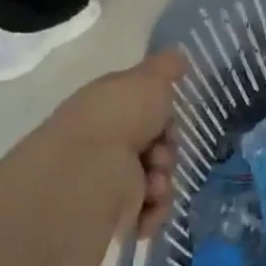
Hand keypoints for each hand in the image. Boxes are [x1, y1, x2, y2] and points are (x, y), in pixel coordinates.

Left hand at [40, 48, 187, 236]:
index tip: (168, 118)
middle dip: (167, 151)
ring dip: (163, 180)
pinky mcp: (111, 211)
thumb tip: (178, 54)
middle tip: (160, 154)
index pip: (145, 109)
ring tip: (153, 184)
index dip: (164, 114)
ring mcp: (107, 177)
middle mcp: (104, 140)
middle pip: (157, 145)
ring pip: (157, 177)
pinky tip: (148, 204)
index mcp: (107, 106)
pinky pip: (149, 209)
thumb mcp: (148, 79)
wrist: (88, 171)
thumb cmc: (119, 117)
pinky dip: (154, 208)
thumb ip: (166, 67)